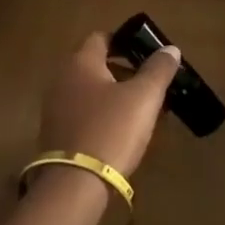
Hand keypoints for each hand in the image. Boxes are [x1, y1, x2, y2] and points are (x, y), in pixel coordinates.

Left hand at [37, 31, 182, 181]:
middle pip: (95, 65)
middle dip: (123, 72)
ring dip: (114, 96)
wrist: (75, 186)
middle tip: (149, 85)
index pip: (101, 38)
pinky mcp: (56, 135)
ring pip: (90, 92)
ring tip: (141, 111)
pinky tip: (121, 133)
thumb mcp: (143, 97)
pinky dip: (102, 116)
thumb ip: (158, 69)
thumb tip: (170, 49)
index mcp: (80, 62)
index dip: (125, 42)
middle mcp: (62, 79)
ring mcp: (55, 109)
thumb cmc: (111, 130)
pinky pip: (83, 115)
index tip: (147, 54)